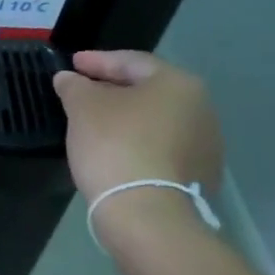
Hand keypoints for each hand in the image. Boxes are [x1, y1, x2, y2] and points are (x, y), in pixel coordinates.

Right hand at [53, 50, 223, 236]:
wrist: (147, 212)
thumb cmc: (115, 145)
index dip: (97, 61)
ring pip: (156, 121)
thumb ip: (74, 86)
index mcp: (178, 84)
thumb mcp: (83, 107)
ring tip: (96, 124)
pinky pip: (161, 148)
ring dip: (127, 118)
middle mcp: (201, 109)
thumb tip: (68, 78)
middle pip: (148, 91)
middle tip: (82, 91)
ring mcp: (205, 145)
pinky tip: (115, 152)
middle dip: (113, 89)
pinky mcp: (200, 176)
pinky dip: (138, 144)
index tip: (72, 63)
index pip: (132, 62)